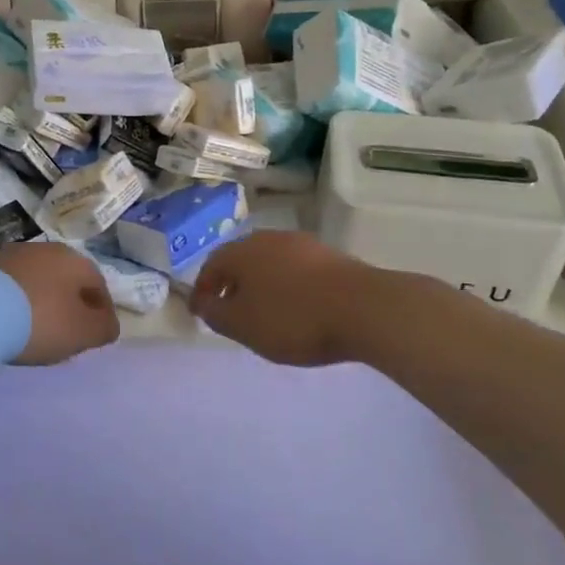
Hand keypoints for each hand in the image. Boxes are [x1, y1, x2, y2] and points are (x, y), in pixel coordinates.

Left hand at [0, 244, 120, 363]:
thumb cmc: (40, 320)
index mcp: (76, 261)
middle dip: (70, 304)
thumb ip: (104, 328)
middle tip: (66, 333)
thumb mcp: (83, 332)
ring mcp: (13, 254)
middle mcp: (47, 249)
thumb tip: (108, 324)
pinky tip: (8, 321)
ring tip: (34, 329)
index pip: (99, 285)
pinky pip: (11, 286)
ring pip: (38, 280)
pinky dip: (16, 302)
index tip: (95, 335)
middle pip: (67, 280)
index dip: (101, 312)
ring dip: (42, 301)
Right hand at [187, 231, 381, 366]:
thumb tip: (204, 301)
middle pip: (241, 260)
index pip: (211, 266)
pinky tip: (296, 307)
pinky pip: (296, 270)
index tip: (200, 311)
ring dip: (261, 284)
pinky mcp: (329, 255)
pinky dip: (287, 286)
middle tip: (230, 310)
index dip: (203, 290)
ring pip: (269, 263)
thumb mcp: (244, 325)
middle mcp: (268, 238)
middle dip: (232, 284)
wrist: (364, 308)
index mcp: (241, 251)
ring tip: (265, 312)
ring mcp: (302, 243)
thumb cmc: (293, 318)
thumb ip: (216, 313)